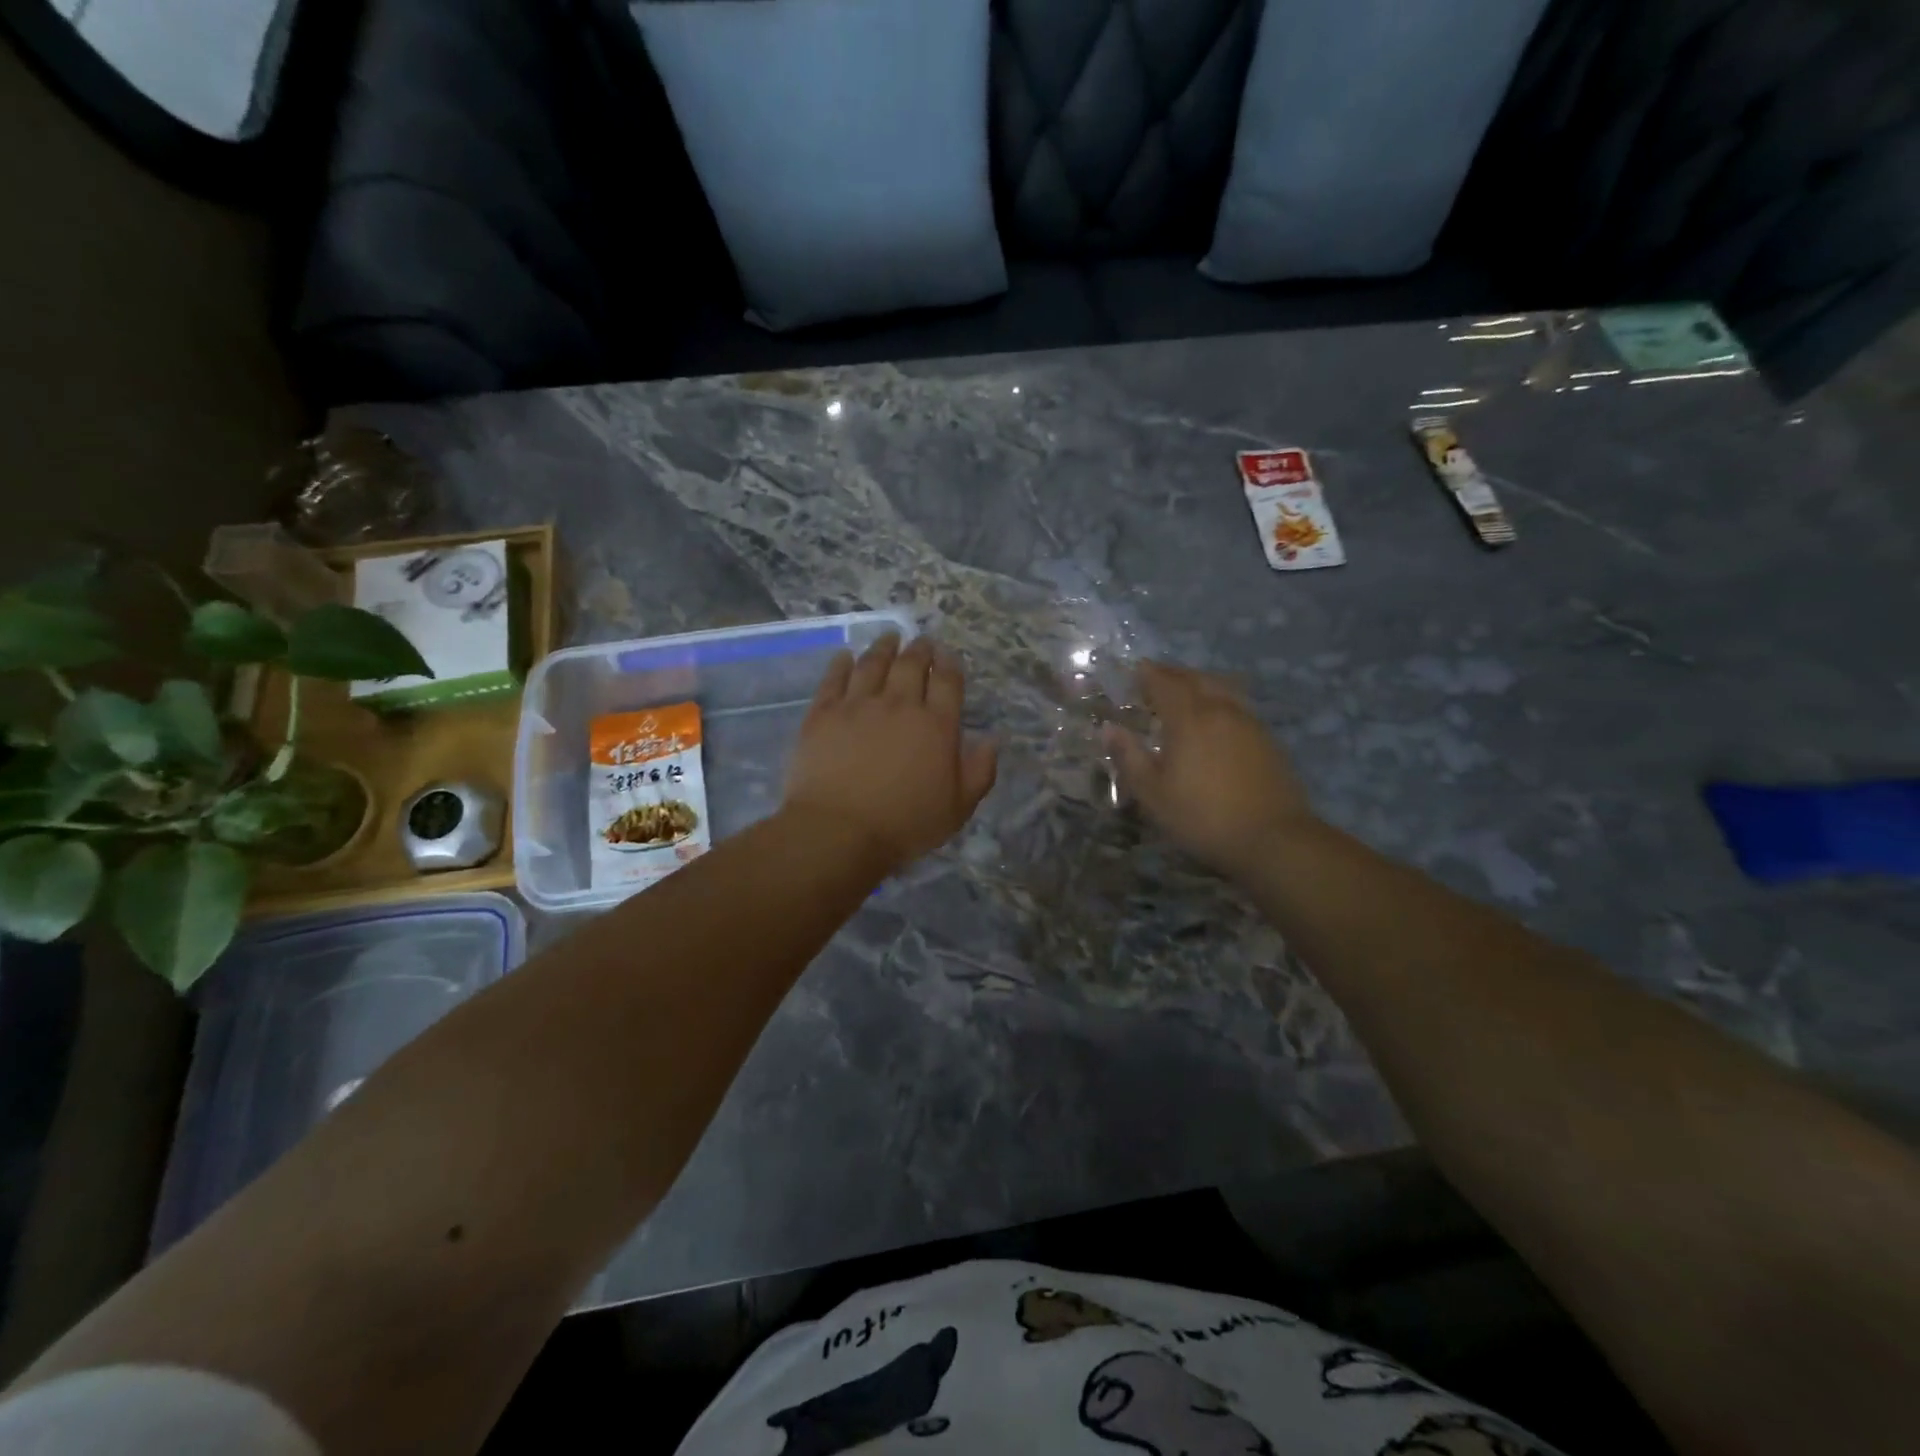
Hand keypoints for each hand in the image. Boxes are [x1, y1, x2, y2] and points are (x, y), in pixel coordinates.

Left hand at [784, 633, 998, 874]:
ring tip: (889, 638)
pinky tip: (845, 656)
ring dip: (883, 647)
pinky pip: (834, 679)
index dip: (950, 664)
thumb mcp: (958, 808)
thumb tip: (993, 740)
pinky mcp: (823, 713)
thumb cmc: (905, 824)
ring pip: (872, 664)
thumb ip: (979, 771)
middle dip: (919, 649)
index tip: (948, 655)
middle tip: (922, 642)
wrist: (838, 830)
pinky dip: (841, 664)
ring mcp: (857, 705)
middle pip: (910, 665)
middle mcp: (898, 704)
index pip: (947, 682)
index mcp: (936, 725)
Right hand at [1105, 661, 1317, 877]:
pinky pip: (1237, 705)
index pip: (1165, 683)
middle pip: (1195, 678)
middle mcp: (1220, 709)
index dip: (1148, 674)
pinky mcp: (1267, 739)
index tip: (1135, 670)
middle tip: (1156, 678)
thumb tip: (1109, 728)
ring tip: (1185, 694)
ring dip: (1199, 683)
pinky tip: (1215, 720)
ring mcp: (1249, 722)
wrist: (1272, 838)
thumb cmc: (1202, 816)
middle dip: (1173, 674)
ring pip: (1221, 688)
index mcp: (1189, 718)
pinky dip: (1219, 701)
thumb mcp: (1153, 793)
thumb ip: (1129, 756)